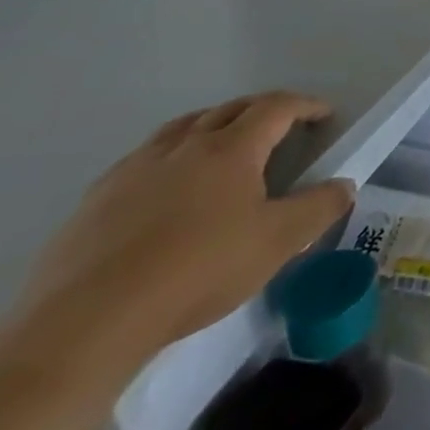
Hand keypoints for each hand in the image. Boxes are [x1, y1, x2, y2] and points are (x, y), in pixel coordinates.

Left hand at [16, 92, 353, 366]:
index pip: (277, 107)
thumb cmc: (196, 271)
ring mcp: (134, 170)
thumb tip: (345, 185)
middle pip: (229, 109)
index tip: (324, 115)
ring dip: (211, 125)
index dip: (305, 106)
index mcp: (231, 148)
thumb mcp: (276, 243)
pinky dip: (168, 157)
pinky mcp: (95, 201)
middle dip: (261, 110)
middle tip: (280, 126)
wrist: (85, 324)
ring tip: (222, 145)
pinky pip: (142, 160)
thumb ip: (318, 209)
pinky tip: (164, 188)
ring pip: (181, 128)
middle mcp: (184, 145)